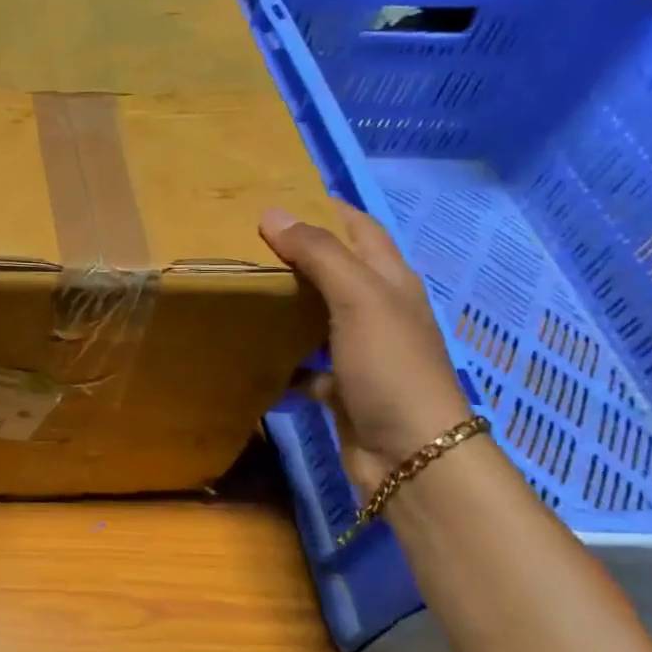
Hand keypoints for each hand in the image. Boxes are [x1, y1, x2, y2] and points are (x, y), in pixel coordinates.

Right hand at [259, 200, 472, 492]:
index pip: (359, 228)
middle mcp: (378, 311)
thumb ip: (318, 254)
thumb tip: (272, 213)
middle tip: (244, 241)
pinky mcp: (343, 387)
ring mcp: (361, 351)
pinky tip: (251, 352)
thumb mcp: (357, 298)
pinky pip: (306, 364)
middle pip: (336, 270)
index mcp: (389, 281)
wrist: (410, 454)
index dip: (325, 208)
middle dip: (297, 253)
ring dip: (287, 303)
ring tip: (241, 288)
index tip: (277, 197)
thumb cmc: (389, 366)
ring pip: (318, 315)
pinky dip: (282, 357)